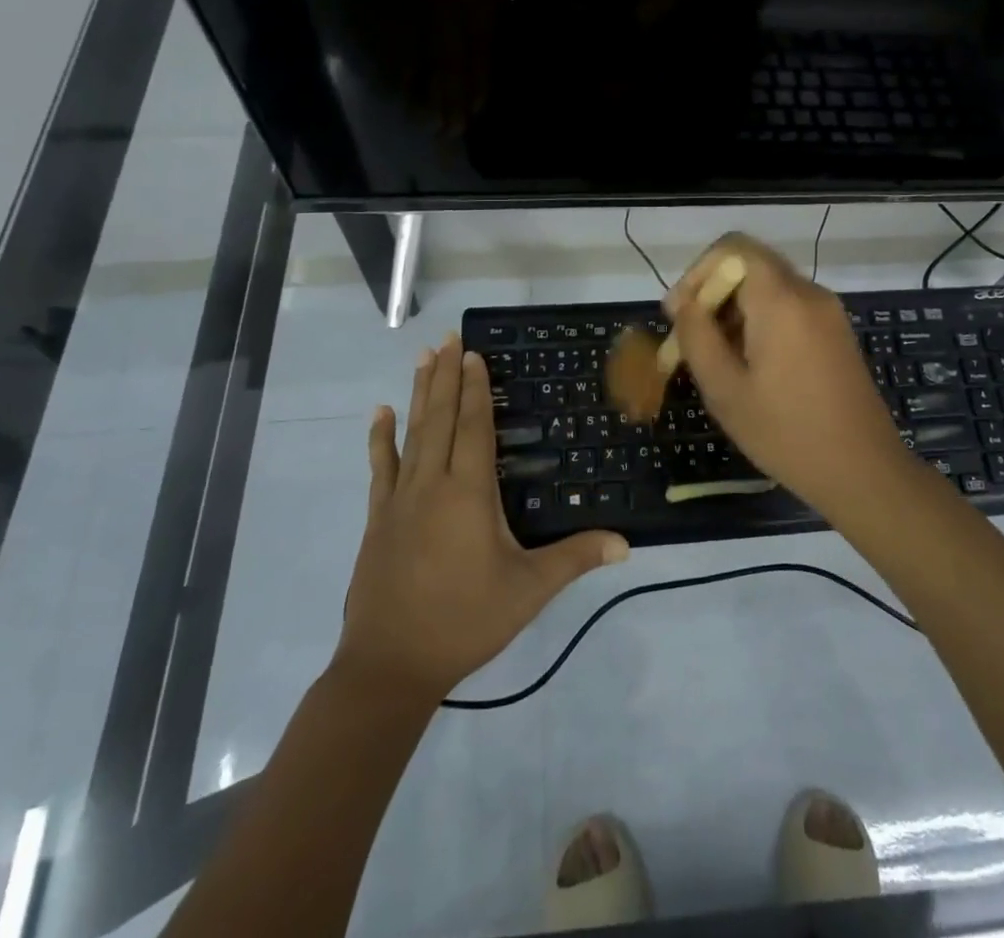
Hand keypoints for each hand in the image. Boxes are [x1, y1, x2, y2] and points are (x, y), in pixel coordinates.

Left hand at [336, 335, 628, 700]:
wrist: (390, 664)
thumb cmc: (465, 620)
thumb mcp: (528, 590)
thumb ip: (575, 558)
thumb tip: (626, 543)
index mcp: (469, 492)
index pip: (474, 427)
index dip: (476, 388)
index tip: (473, 353)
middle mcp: (432, 483)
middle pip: (442, 418)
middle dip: (447, 376)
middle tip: (447, 338)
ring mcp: (399, 499)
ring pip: (413, 433)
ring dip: (420, 393)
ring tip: (423, 357)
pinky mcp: (378, 517)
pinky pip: (381, 466)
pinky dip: (381, 437)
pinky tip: (380, 412)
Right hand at [666, 234, 909, 511]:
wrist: (864, 471)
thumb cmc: (787, 433)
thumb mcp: (726, 390)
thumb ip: (697, 337)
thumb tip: (683, 304)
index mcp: (781, 300)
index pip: (731, 248)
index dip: (696, 273)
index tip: (678, 314)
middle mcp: (808, 293)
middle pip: (749, 264)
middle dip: (711, 293)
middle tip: (688, 338)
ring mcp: (827, 311)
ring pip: (767, 287)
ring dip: (733, 310)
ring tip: (713, 358)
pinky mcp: (835, 331)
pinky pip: (788, 307)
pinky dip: (759, 321)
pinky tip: (747, 363)